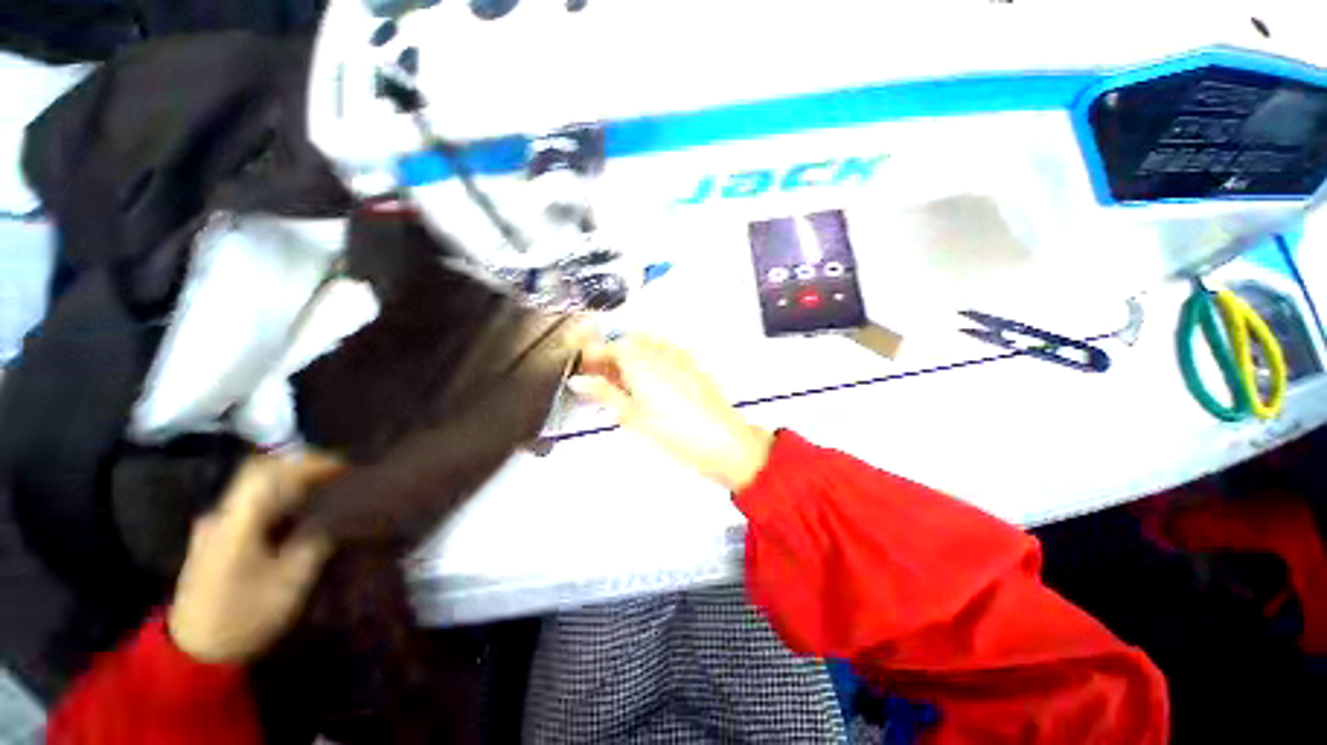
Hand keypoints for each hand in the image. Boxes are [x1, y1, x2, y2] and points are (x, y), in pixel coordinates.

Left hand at [168, 453, 342, 663]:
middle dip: (301, 469)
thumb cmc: (245, 615)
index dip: (308, 463)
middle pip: (261, 473)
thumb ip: (314, 541)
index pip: (269, 471)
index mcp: (236, 522)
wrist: (196, 651)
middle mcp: (221, 515)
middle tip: (337, 476)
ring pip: (255, 488)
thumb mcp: (290, 582)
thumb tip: (336, 515)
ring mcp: (214, 526)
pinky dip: (278, 499)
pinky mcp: (216, 539)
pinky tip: (297, 513)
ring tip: (324, 491)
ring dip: (290, 483)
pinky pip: (251, 505)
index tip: (343, 467)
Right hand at [569, 335, 773, 491]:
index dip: (592, 354)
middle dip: (610, 354)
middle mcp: (659, 351)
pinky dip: (648, 360)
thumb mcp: (634, 416)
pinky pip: (662, 351)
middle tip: (600, 377)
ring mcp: (678, 355)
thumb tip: (580, 382)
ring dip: (628, 356)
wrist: (722, 441)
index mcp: (641, 362)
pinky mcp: (691, 364)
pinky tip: (647, 382)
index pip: (608, 345)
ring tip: (622, 383)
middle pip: (626, 341)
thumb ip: (605, 394)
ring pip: (644, 344)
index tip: (583, 367)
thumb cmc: (678, 432)